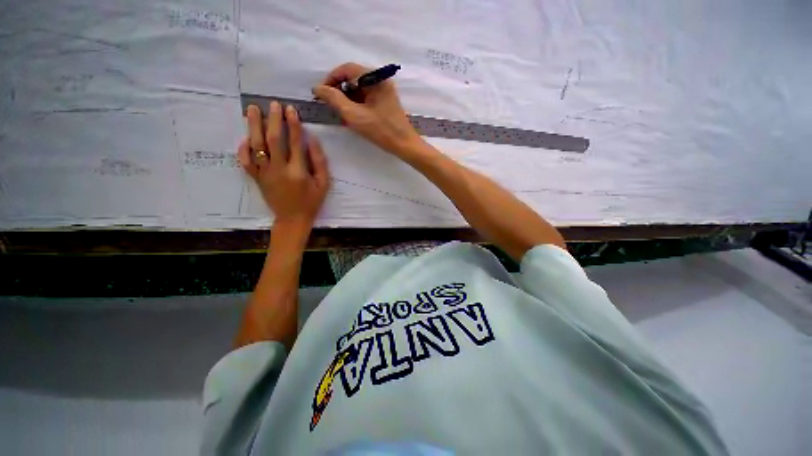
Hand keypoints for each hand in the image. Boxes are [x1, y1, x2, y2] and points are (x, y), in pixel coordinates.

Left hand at [238, 102, 330, 230]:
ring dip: (253, 126)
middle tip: (272, 104)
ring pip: (256, 146)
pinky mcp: (256, 178)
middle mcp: (279, 170)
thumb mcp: (324, 184)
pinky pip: (245, 161)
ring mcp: (264, 173)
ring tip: (252, 109)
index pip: (295, 142)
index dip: (293, 124)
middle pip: (273, 139)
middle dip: (273, 120)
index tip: (291, 109)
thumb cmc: (312, 201)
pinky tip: (246, 137)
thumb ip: (319, 162)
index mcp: (298, 171)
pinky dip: (243, 148)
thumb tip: (311, 139)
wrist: (292, 219)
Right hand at [312, 62, 422, 154]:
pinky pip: (366, 98)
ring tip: (340, 113)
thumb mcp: (355, 115)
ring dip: (347, 99)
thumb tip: (317, 88)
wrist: (404, 145)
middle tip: (329, 105)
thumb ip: (334, 99)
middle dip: (339, 91)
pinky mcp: (385, 102)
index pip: (347, 69)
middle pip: (353, 79)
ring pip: (359, 90)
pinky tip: (352, 117)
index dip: (331, 79)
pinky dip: (356, 105)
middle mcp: (381, 81)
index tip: (320, 93)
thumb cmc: (381, 131)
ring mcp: (384, 92)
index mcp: (376, 78)